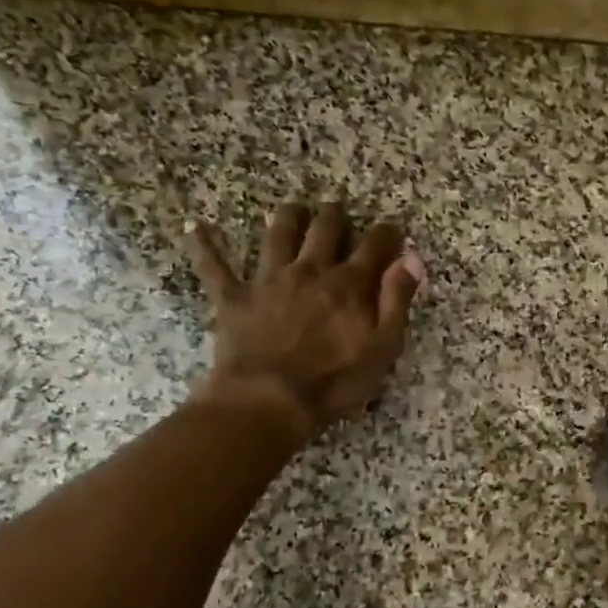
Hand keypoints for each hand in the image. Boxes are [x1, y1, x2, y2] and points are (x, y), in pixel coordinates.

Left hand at [183, 201, 426, 436]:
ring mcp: (269, 280)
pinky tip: (196, 228)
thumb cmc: (334, 381)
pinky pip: (215, 266)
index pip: (374, 247)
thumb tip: (411, 259)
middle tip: (338, 211)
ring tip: (292, 208)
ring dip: (286, 217)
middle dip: (334, 216)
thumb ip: (397, 300)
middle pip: (325, 229)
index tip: (392, 229)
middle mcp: (310, 270)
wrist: (269, 399)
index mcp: (348, 284)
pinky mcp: (234, 297)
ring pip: (278, 234)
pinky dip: (204, 246)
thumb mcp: (382, 347)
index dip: (386, 234)